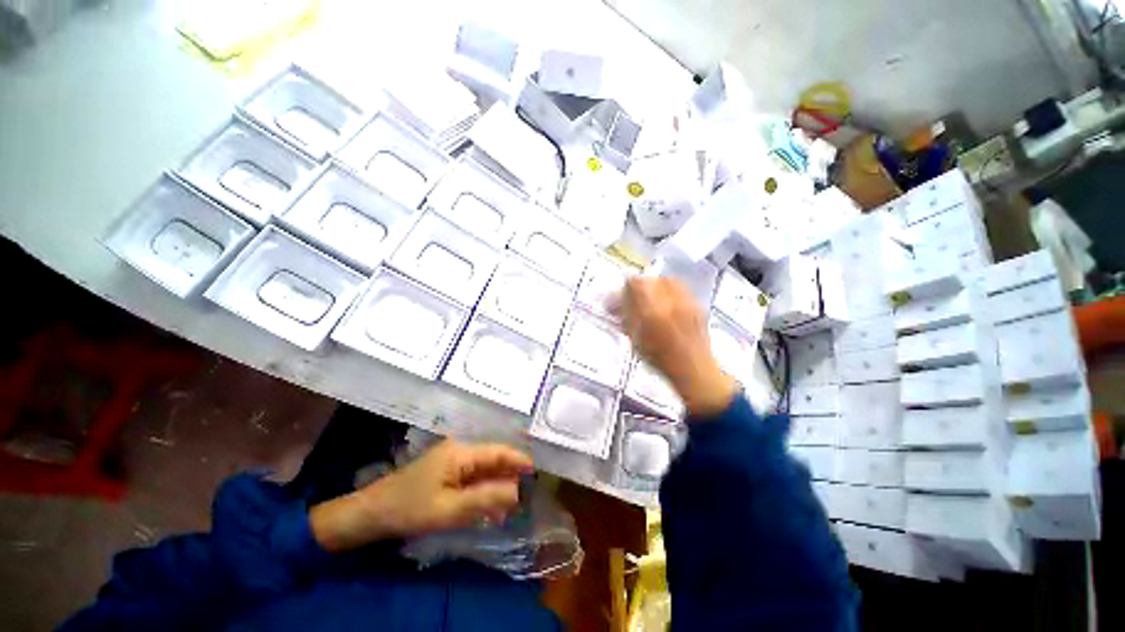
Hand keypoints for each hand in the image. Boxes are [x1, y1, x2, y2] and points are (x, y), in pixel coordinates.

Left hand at [311, 440, 532, 552]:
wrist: (370, 513)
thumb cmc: (409, 508)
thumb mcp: (449, 509)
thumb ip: (485, 499)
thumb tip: (517, 492)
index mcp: (461, 452)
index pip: (497, 451)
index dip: (518, 459)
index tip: (536, 470)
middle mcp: (459, 450)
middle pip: (491, 459)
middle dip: (509, 474)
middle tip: (526, 492)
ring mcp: (451, 460)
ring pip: (483, 469)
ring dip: (496, 484)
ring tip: (511, 503)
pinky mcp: (445, 471)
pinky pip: (471, 477)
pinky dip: (482, 489)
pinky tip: (489, 505)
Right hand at [610, 277, 736, 417]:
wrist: (694, 371)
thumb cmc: (660, 360)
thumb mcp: (636, 339)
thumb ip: (627, 316)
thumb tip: (618, 300)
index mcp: (652, 312)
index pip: (635, 284)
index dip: (625, 288)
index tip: (621, 297)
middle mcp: (671, 302)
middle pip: (651, 280)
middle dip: (640, 287)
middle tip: (635, 298)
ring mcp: (687, 302)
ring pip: (667, 281)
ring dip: (655, 286)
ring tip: (651, 299)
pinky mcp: (697, 304)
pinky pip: (680, 288)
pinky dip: (670, 291)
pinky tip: (667, 303)